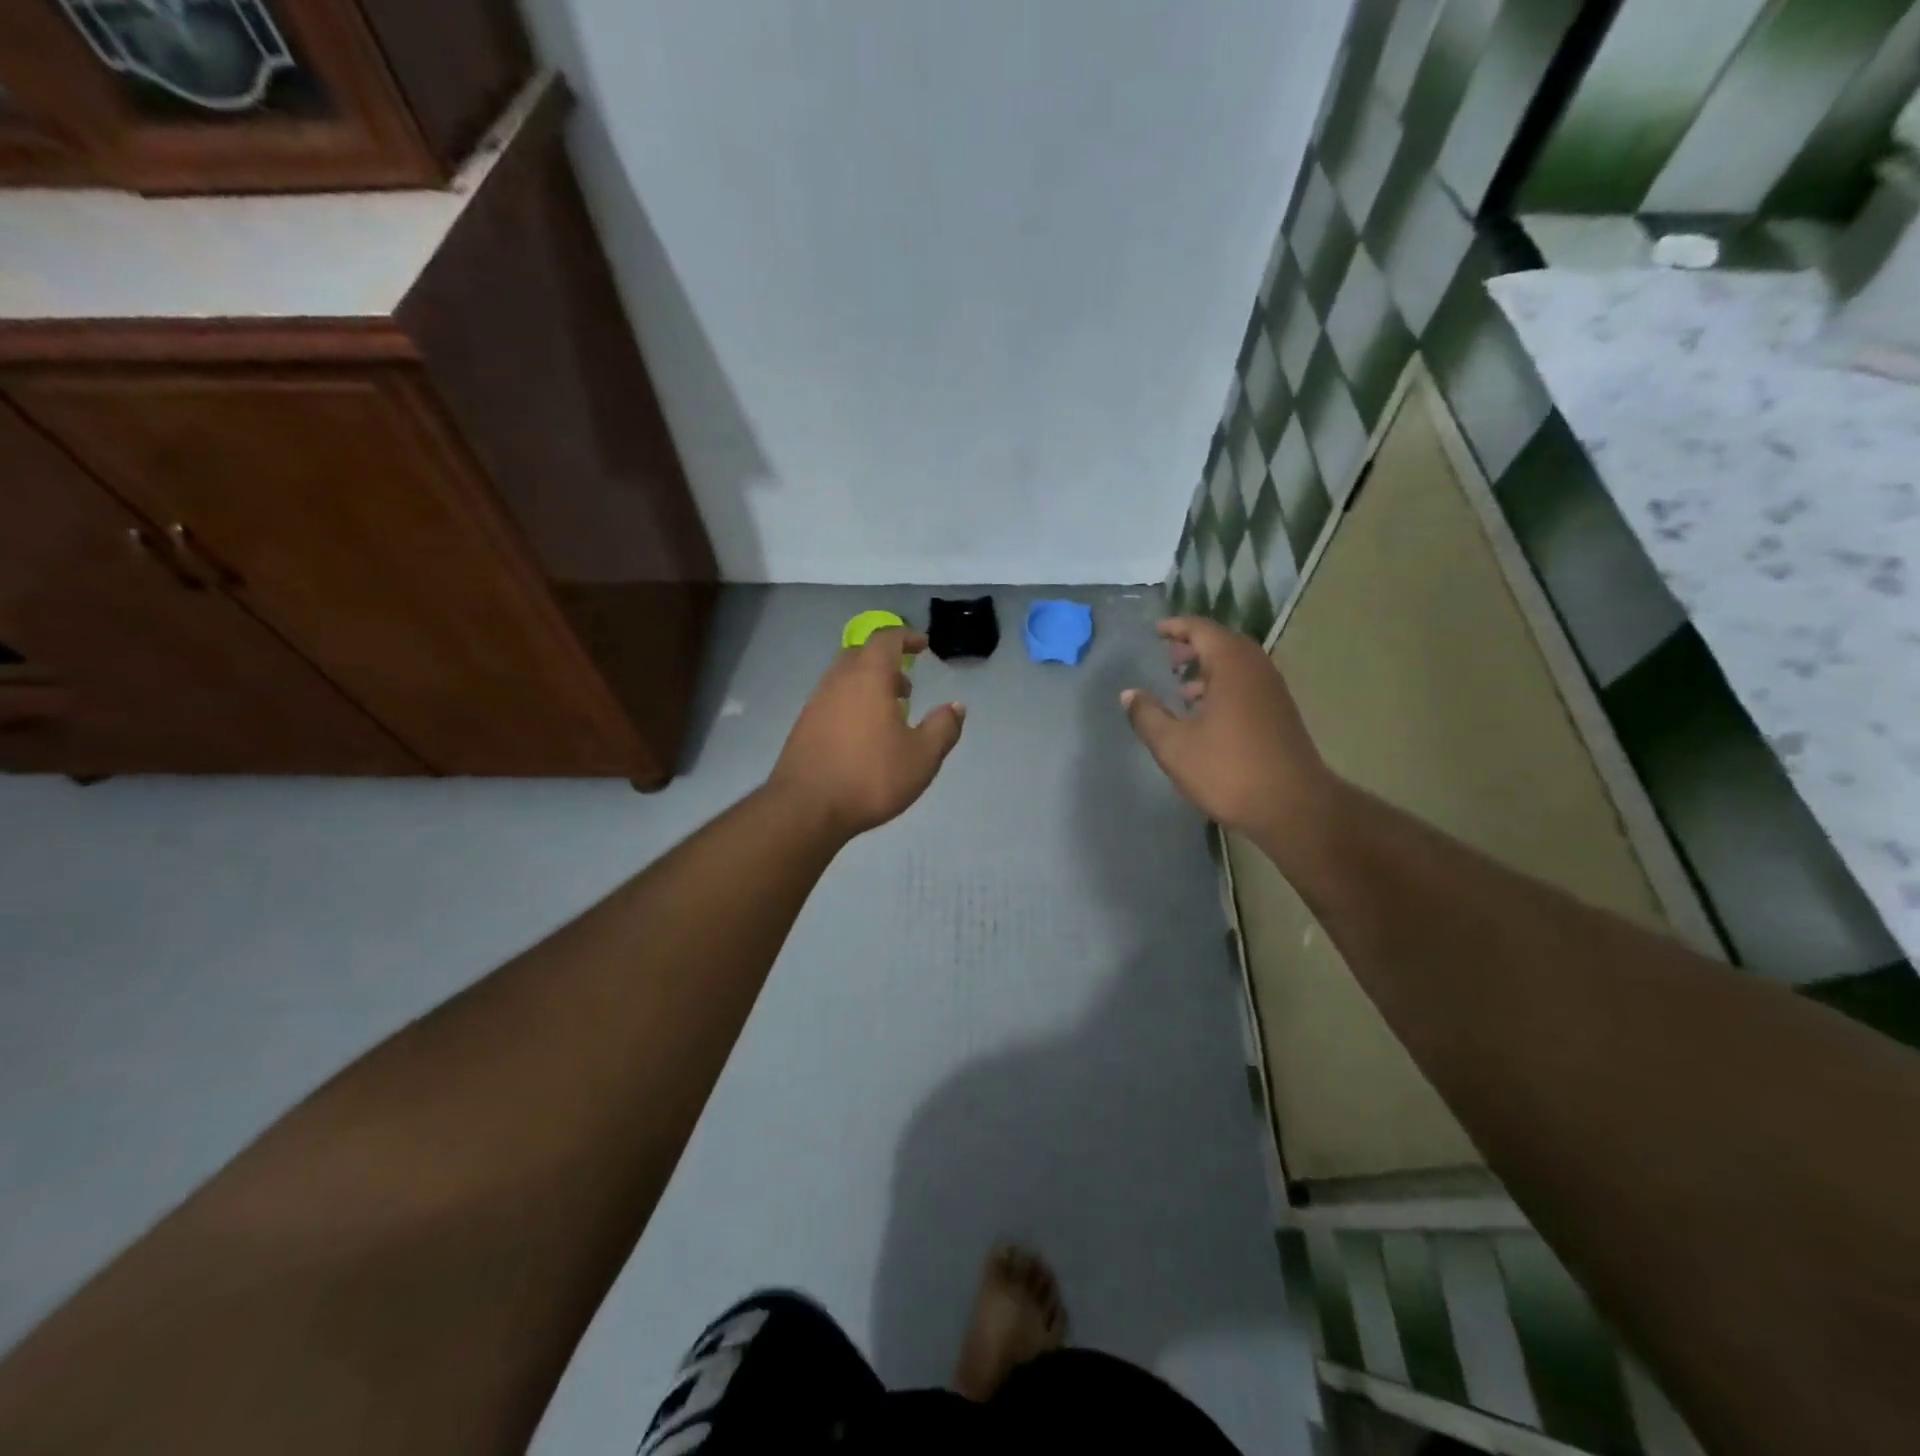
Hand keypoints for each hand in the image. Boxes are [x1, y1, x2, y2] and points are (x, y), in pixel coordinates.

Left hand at [769, 628, 965, 837]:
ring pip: (844, 679)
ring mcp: (816, 703)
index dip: (907, 637)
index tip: (924, 645)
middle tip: (907, 687)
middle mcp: (838, 681)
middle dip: (887, 662)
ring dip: (869, 686)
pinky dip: (852, 704)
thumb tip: (956, 707)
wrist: (805, 809)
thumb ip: (943, 728)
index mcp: (868, 678)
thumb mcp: (922, 757)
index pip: (886, 639)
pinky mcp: (803, 726)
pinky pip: (832, 700)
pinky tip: (864, 736)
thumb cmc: (870, 777)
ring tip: (889, 715)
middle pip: (861, 655)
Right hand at [1122, 616, 1336, 843]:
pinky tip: (1206, 715)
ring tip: (1182, 690)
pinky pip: (1247, 684)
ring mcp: (1273, 691)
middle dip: (1193, 647)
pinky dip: (1224, 686)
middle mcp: (1257, 668)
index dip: (1176, 627)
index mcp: (1231, 665)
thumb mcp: (1174, 746)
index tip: (1156, 632)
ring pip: (1237, 665)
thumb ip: (1147, 716)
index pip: (1201, 629)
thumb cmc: (1228, 770)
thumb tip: (1129, 694)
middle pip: (1222, 643)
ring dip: (1209, 669)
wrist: (1293, 807)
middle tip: (1168, 659)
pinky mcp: (1280, 713)